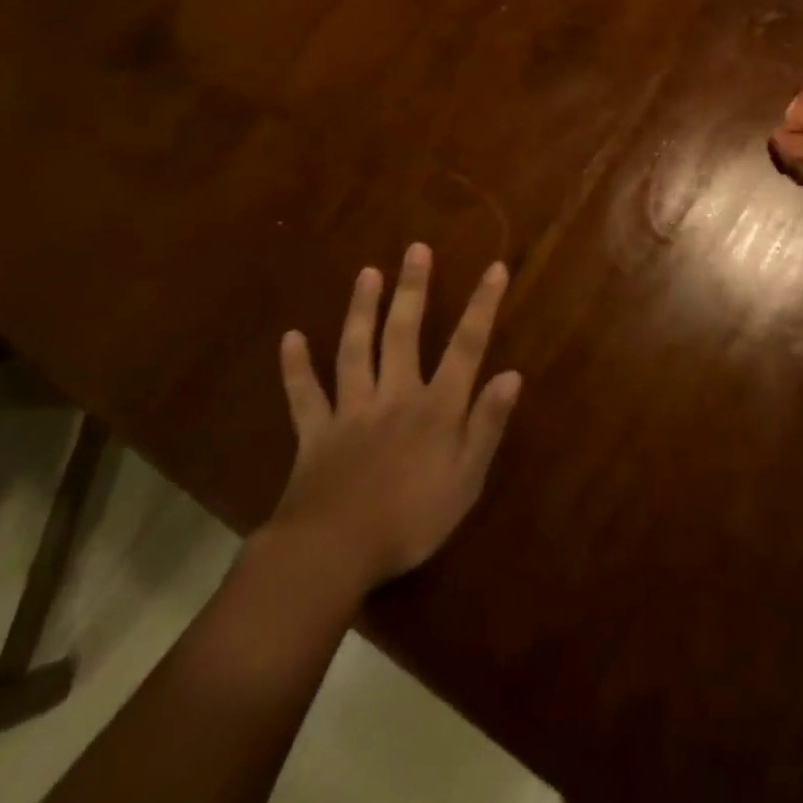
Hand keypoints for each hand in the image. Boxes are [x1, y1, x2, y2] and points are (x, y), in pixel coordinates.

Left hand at [264, 243, 522, 593]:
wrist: (334, 553)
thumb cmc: (412, 519)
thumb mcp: (467, 479)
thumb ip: (487, 424)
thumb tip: (512, 374)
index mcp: (436, 407)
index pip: (466, 346)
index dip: (482, 306)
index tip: (494, 268)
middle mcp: (394, 395)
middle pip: (404, 333)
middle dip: (412, 289)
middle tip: (415, 249)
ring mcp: (351, 410)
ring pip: (356, 350)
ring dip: (362, 309)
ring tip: (367, 272)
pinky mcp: (315, 433)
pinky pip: (304, 394)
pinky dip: (295, 367)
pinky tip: (290, 338)